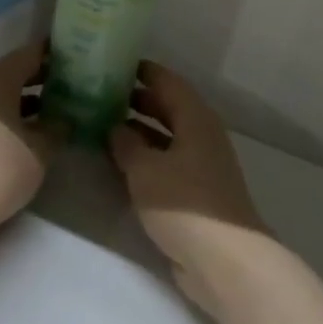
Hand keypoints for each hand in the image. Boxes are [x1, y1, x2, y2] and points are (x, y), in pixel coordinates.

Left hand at [0, 42, 55, 237]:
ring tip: (49, 114)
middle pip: (9, 74)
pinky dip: (2, 119)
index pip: (30, 54)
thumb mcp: (41, 150)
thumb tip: (65, 120)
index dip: (54, 54)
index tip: (75, 56)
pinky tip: (21, 136)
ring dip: (20, 103)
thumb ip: (57, 129)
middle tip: (68, 87)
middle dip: (38, 80)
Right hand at [109, 63, 272, 320]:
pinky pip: (167, 161)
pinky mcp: (196, 191)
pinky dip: (145, 156)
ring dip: (138, 129)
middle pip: (168, 107)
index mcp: (196, 119)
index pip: (167, 81)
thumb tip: (115, 127)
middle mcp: (201, 135)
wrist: (224, 259)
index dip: (141, 71)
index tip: (111, 63)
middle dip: (136, 99)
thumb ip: (126, 144)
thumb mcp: (145, 170)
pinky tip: (120, 162)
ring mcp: (201, 164)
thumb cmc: (184, 204)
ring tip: (101, 124)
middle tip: (99, 93)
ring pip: (166, 136)